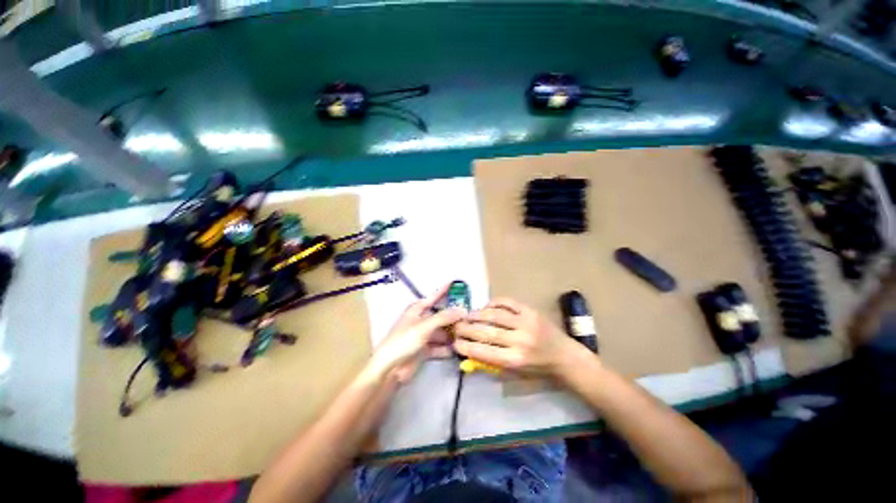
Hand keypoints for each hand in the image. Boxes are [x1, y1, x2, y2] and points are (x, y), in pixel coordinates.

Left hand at [365, 283, 464, 383]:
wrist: (390, 367)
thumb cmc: (403, 342)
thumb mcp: (424, 327)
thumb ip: (443, 318)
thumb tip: (462, 309)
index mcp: (415, 312)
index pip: (432, 298)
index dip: (442, 291)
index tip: (455, 283)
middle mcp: (420, 323)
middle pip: (440, 317)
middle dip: (454, 317)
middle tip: (472, 316)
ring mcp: (422, 338)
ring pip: (442, 333)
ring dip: (453, 334)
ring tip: (471, 334)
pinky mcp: (425, 352)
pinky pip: (440, 348)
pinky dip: (449, 348)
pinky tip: (461, 349)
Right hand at [453, 298, 583, 376]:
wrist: (564, 356)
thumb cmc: (537, 369)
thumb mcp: (514, 373)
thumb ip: (491, 364)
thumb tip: (468, 355)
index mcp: (514, 359)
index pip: (482, 352)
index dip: (464, 346)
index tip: (454, 343)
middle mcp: (519, 340)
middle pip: (485, 331)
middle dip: (466, 329)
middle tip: (455, 327)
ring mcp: (526, 323)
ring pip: (494, 315)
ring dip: (476, 314)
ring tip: (466, 316)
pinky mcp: (531, 311)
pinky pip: (508, 303)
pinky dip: (493, 303)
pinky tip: (485, 308)